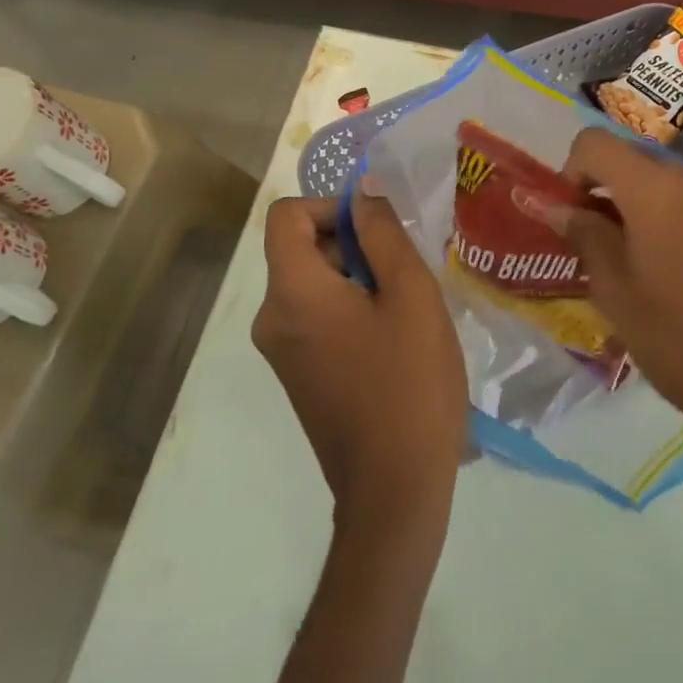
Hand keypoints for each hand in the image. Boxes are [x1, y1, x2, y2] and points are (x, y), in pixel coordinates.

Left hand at [254, 191, 468, 534]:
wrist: (394, 491)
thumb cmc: (409, 384)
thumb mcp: (411, 296)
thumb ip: (383, 234)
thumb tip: (362, 191)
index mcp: (292, 292)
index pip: (286, 215)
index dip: (331, 206)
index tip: (378, 230)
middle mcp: (271, 317)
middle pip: (299, 247)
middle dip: (351, 243)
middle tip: (405, 271)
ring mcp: (280, 350)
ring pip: (312, 281)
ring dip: (356, 276)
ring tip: (405, 306)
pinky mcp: (296, 373)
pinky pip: (314, 315)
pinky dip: (348, 307)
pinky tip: (392, 337)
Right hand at [557, 129, 682, 526]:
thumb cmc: (679, 338)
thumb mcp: (615, 290)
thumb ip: (584, 235)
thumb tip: (556, 205)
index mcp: (654, 188)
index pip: (594, 143)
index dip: (570, 172)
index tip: (569, 217)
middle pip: (629, 160)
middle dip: (600, 191)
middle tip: (590, 245)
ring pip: (659, 184)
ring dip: (631, 208)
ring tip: (625, 264)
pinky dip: (662, 221)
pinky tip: (665, 273)